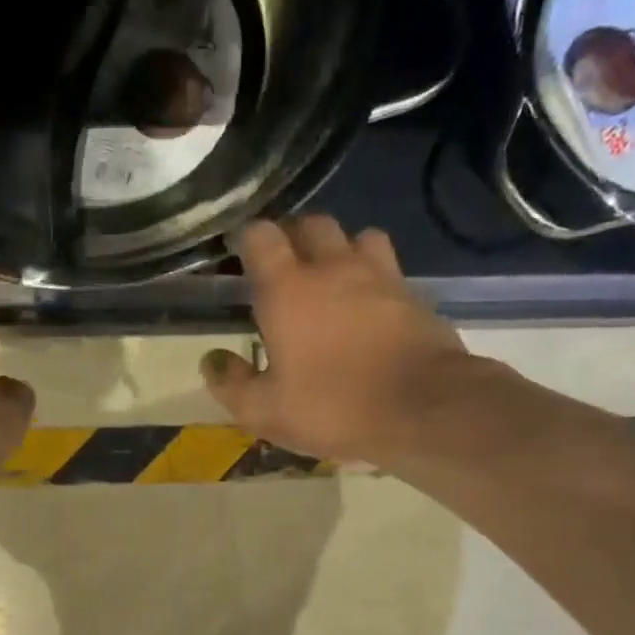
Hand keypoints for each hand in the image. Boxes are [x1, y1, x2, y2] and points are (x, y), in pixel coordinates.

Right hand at [201, 217, 493, 465]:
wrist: (422, 409)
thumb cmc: (332, 407)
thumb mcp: (265, 411)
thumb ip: (232, 383)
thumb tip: (211, 360)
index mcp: (288, 289)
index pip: (261, 236)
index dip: (247, 240)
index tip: (240, 257)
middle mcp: (334, 268)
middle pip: (312, 224)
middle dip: (294, 237)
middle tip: (285, 269)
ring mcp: (380, 277)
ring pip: (358, 237)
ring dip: (341, 249)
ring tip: (333, 280)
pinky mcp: (414, 296)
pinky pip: (389, 270)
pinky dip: (374, 279)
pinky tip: (370, 310)